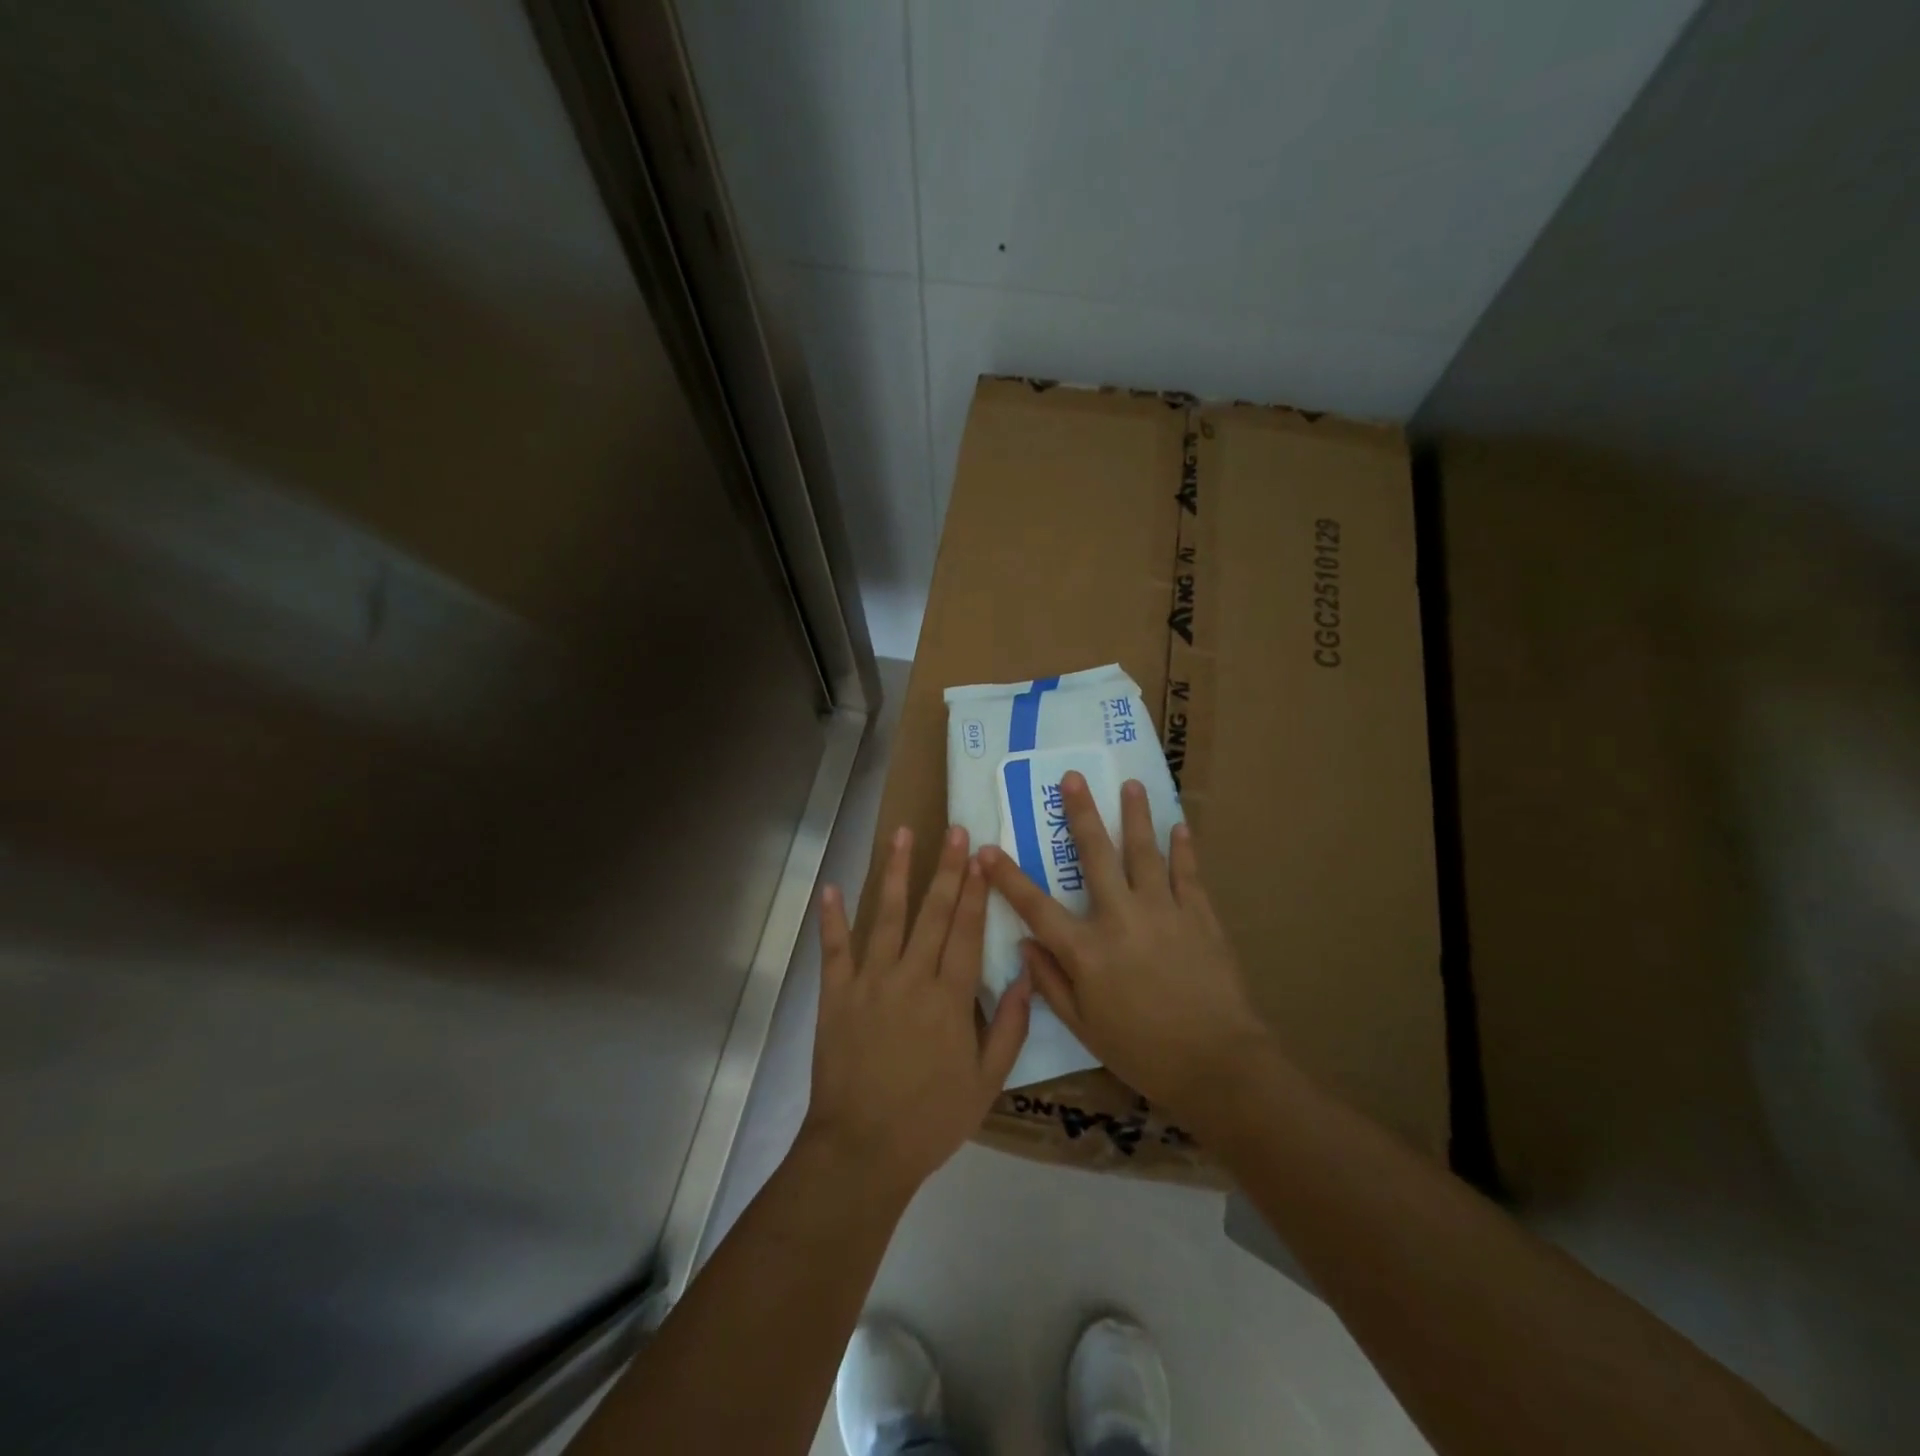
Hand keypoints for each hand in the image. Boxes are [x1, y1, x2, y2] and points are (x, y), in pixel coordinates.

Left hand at [802, 825, 1031, 1199]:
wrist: (862, 1150)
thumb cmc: (931, 1119)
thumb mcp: (987, 1082)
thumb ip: (1011, 1026)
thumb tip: (1028, 974)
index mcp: (950, 998)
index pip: (967, 930)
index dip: (976, 891)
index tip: (981, 856)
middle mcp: (911, 978)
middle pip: (932, 913)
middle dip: (946, 868)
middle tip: (955, 831)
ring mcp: (870, 982)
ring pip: (885, 916)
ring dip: (894, 873)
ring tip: (902, 835)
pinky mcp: (836, 995)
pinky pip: (834, 949)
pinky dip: (832, 918)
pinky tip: (832, 887)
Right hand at [979, 773, 1269, 1120]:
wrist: (1218, 1064)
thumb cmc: (1143, 1052)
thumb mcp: (1085, 1027)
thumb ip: (1051, 983)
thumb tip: (1024, 946)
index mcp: (1087, 950)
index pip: (1036, 907)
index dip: (1007, 877)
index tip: (986, 849)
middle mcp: (1121, 918)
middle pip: (1096, 855)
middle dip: (1081, 814)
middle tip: (1072, 778)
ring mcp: (1163, 911)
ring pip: (1145, 852)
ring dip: (1135, 816)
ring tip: (1130, 784)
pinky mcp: (1199, 916)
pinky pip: (1187, 873)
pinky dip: (1183, 849)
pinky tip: (1179, 826)